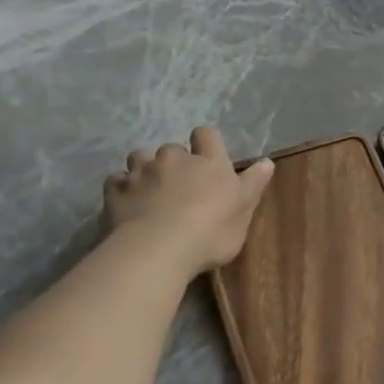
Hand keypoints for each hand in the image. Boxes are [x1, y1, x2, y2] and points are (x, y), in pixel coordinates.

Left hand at [104, 127, 274, 275]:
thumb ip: (254, 183)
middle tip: (180, 186)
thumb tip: (267, 161)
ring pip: (139, 158)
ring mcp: (142, 173)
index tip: (208, 159)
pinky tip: (128, 202)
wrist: (159, 249)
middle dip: (175, 162)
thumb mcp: (244, 210)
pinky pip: (116, 180)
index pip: (206, 135)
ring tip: (151, 191)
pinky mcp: (116, 191)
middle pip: (172, 148)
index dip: (206, 143)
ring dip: (145, 169)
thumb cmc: (211, 231)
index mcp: (209, 162)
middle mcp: (174, 159)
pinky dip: (122, 188)